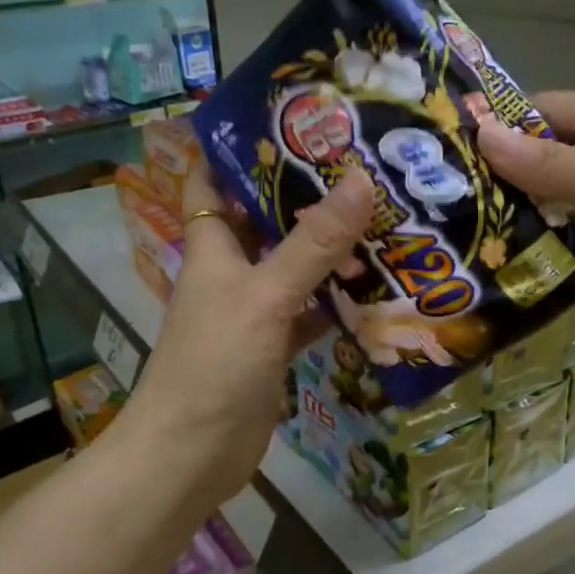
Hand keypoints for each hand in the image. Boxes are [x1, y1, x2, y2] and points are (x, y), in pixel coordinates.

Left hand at [118, 160, 375, 510]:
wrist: (192, 454)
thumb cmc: (215, 363)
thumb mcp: (265, 295)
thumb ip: (313, 243)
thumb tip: (361, 179)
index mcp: (212, 246)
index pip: (211, 181)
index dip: (235, 148)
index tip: (285, 119)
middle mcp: (231, 270)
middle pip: (265, 219)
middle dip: (304, 193)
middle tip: (360, 163)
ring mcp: (254, 309)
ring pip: (294, 265)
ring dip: (328, 247)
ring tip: (382, 213)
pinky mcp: (274, 345)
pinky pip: (310, 310)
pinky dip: (337, 300)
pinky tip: (377, 286)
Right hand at [474, 91, 574, 334]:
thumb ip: (551, 162)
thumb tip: (483, 136)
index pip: (545, 109)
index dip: (502, 128)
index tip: (454, 157)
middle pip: (551, 148)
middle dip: (509, 171)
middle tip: (457, 200)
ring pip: (564, 186)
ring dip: (529, 204)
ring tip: (477, 228)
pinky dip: (555, 229)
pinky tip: (522, 250)